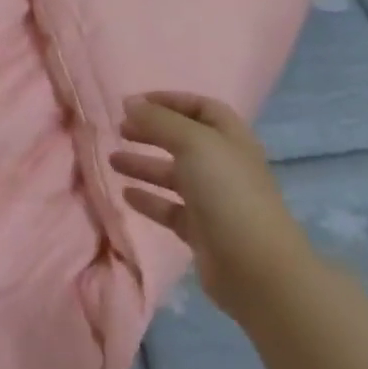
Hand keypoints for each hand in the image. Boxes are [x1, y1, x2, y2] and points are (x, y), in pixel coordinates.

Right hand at [112, 92, 311, 318]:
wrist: (255, 267)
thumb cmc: (227, 192)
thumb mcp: (192, 143)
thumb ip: (158, 120)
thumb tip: (130, 103)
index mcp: (230, 138)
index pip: (200, 107)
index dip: (169, 101)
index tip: (134, 103)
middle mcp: (223, 165)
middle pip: (183, 140)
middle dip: (151, 131)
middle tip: (119, 130)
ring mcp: (213, 199)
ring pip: (173, 175)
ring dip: (143, 165)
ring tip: (112, 160)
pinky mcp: (201, 230)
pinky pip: (170, 208)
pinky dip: (148, 199)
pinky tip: (126, 195)